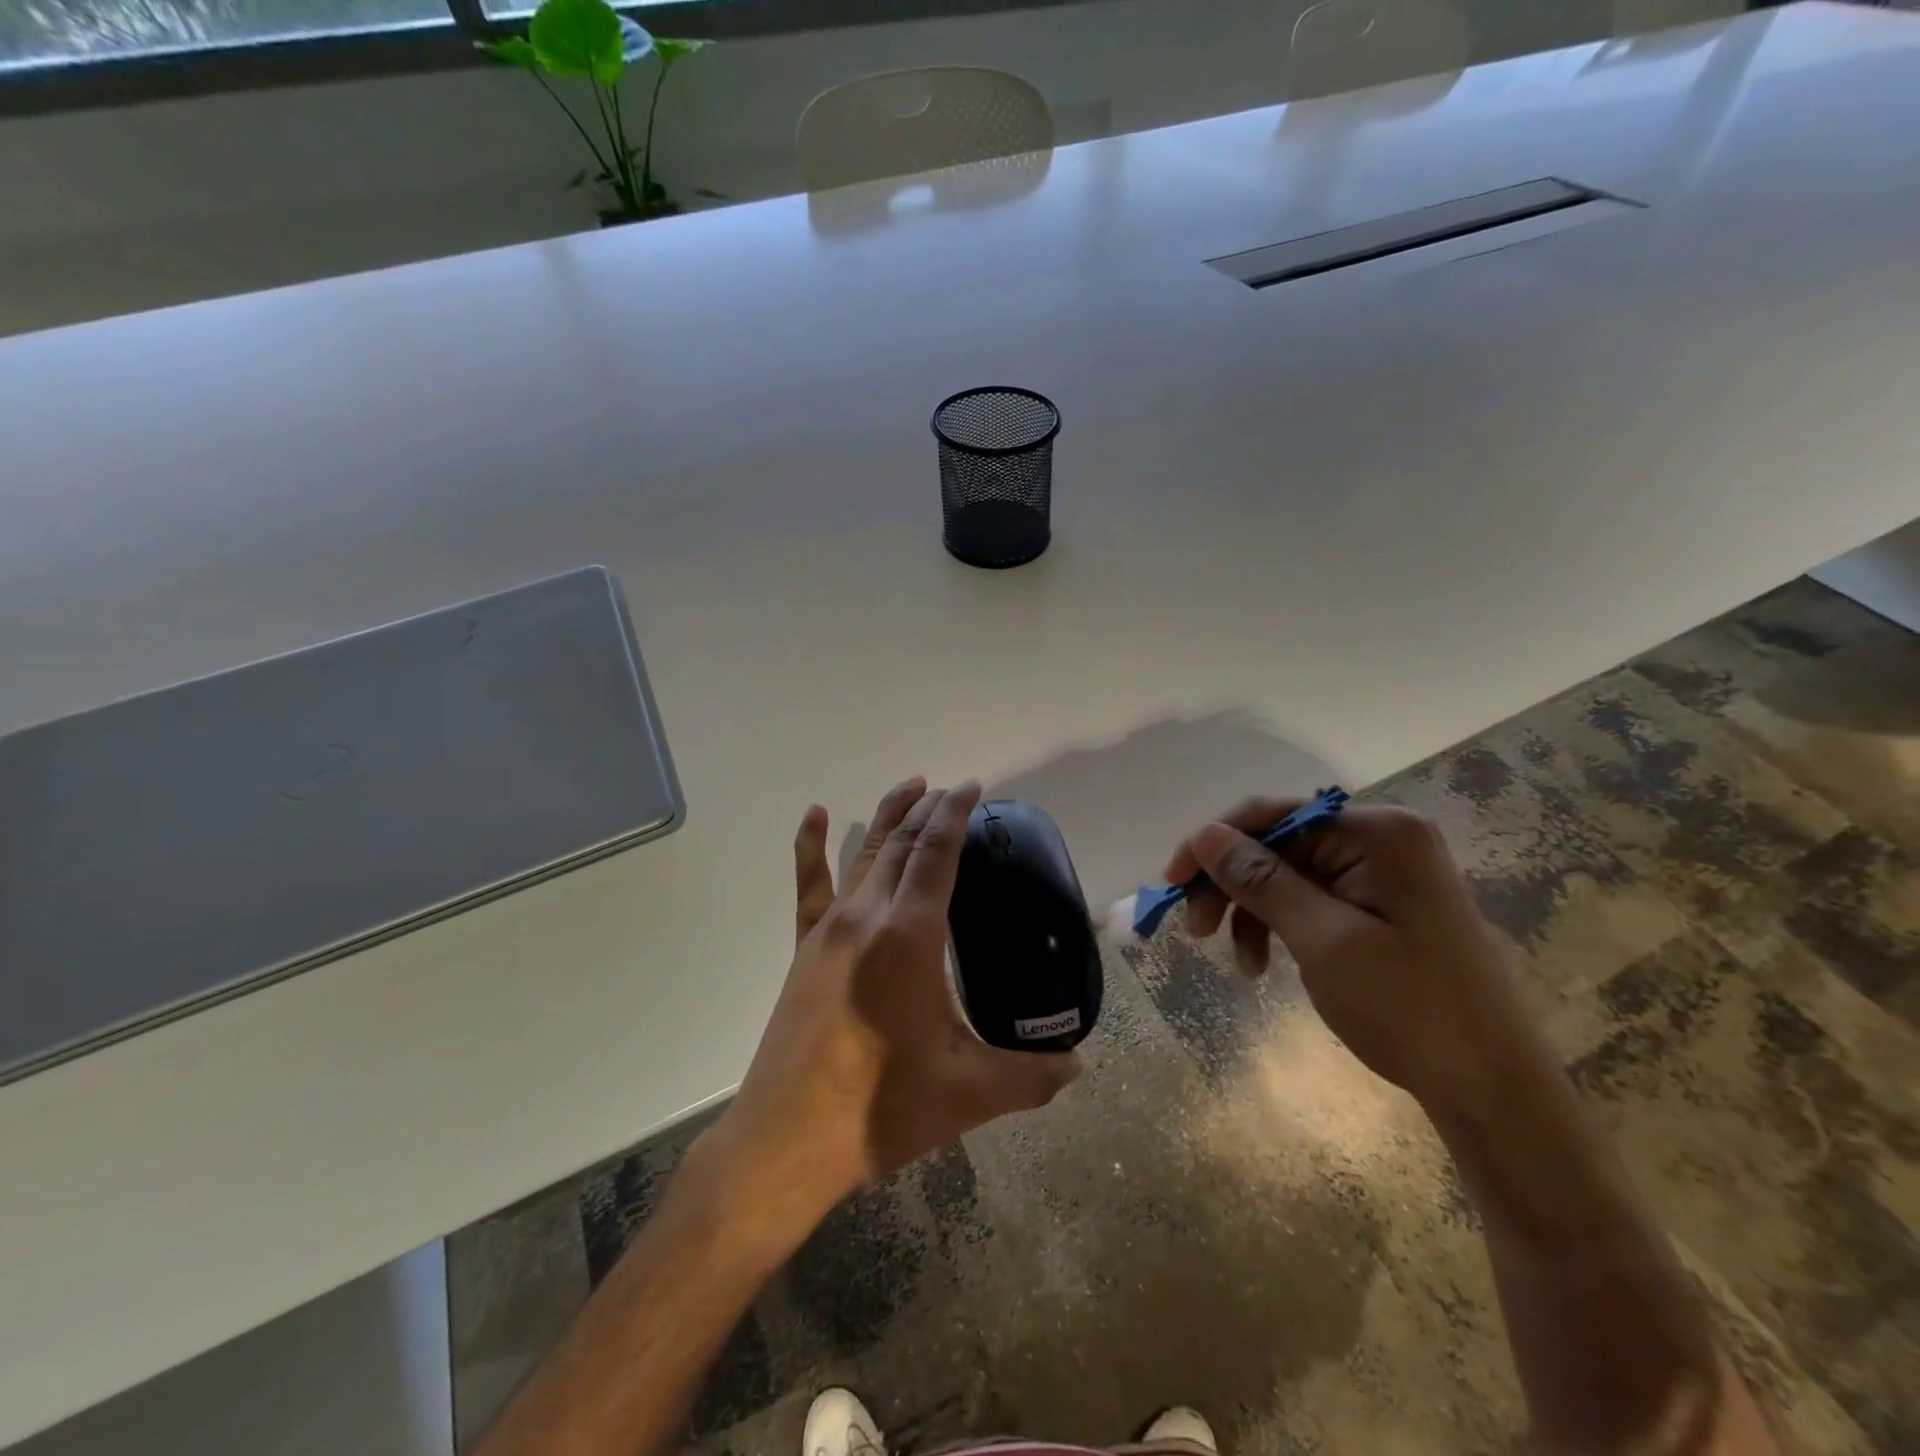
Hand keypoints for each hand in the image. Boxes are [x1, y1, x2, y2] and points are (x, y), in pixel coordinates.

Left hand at [713, 778, 1079, 1217]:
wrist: (786, 1141)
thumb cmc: (880, 1110)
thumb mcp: (969, 1093)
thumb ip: (1031, 1076)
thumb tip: (1080, 1066)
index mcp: (909, 935)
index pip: (937, 853)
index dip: (955, 814)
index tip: (972, 787)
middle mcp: (867, 916)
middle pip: (903, 844)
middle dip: (930, 809)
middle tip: (953, 789)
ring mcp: (829, 929)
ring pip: (864, 854)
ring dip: (890, 816)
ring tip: (912, 786)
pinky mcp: (804, 948)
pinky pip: (809, 885)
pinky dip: (810, 846)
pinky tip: (813, 815)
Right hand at [1163, 799, 1541, 1116]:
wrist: (1496, 1092)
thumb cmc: (1411, 1010)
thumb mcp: (1323, 941)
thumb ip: (1261, 880)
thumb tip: (1206, 835)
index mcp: (1378, 832)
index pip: (1273, 815)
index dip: (1214, 843)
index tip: (1170, 882)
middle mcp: (1382, 839)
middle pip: (1277, 844)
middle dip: (1230, 884)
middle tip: (1193, 928)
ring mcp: (1384, 874)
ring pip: (1288, 874)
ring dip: (1251, 910)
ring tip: (1236, 962)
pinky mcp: (1381, 907)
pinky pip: (1311, 900)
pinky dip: (1279, 926)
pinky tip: (1262, 964)